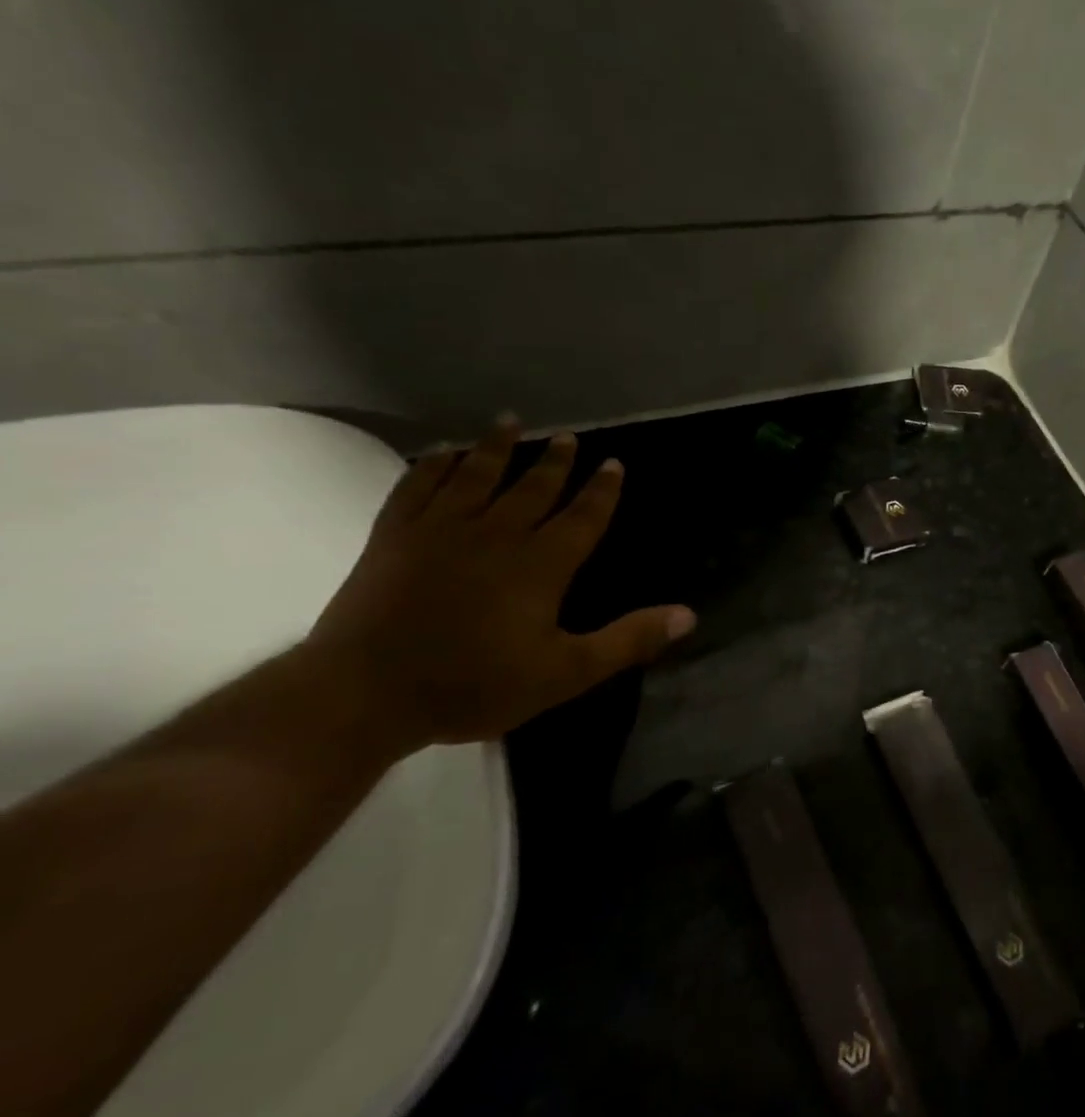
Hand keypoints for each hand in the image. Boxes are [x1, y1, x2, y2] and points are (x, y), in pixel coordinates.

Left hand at [303, 416, 695, 753]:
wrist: (363, 694)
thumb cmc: (474, 685)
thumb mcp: (566, 673)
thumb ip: (628, 640)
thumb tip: (688, 614)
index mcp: (541, 564)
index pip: (582, 517)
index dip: (601, 491)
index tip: (613, 463)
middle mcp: (496, 535)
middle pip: (533, 488)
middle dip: (554, 461)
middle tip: (568, 437)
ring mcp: (440, 531)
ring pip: (476, 476)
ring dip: (496, 448)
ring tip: (510, 422)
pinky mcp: (393, 537)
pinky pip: (417, 487)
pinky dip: (433, 466)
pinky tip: (443, 453)